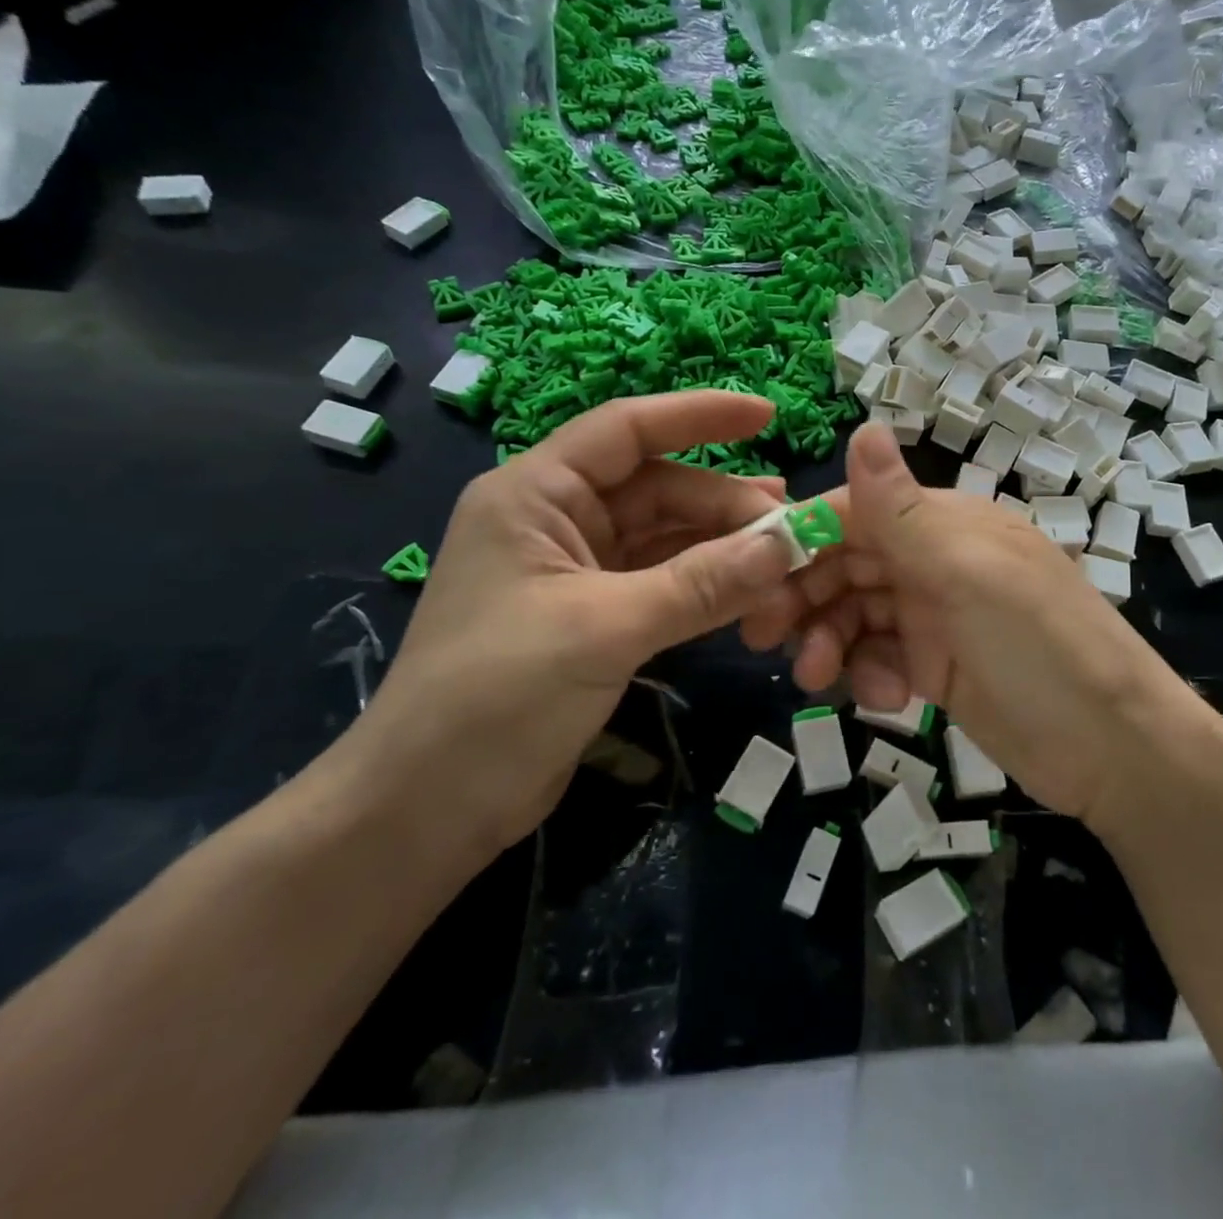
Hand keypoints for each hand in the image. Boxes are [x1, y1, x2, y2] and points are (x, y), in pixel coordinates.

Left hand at [341, 392, 795, 857]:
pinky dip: (706, 586)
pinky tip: (751, 589)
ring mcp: (577, 572)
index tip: (768, 415)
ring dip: (722, 545)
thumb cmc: (496, 696)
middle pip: (658, 489)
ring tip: (786, 550)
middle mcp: (557, 520)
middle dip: (725, 503)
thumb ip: (701, 584)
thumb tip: (789, 545)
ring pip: (665, 539)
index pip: (627, 429)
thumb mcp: (605, 627)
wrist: (428, 807)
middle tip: (794, 525)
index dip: (699, 415)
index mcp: (536, 494)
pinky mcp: (594, 619)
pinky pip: (664, 584)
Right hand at [741, 423, 1208, 829]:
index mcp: (944, 525)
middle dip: (804, 597)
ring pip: (857, 615)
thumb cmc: (1041, 648)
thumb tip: (862, 426)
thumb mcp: (968, 575)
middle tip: (764, 637)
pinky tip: (886, 699)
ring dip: (830, 642)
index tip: (750, 577)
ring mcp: (938, 617)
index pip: (853, 515)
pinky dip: (870, 675)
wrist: (1116, 752)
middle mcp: (936, 562)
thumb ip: (903, 510)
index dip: (800, 540)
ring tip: (817, 678)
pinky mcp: (939, 667)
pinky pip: (881, 658)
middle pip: (846, 566)